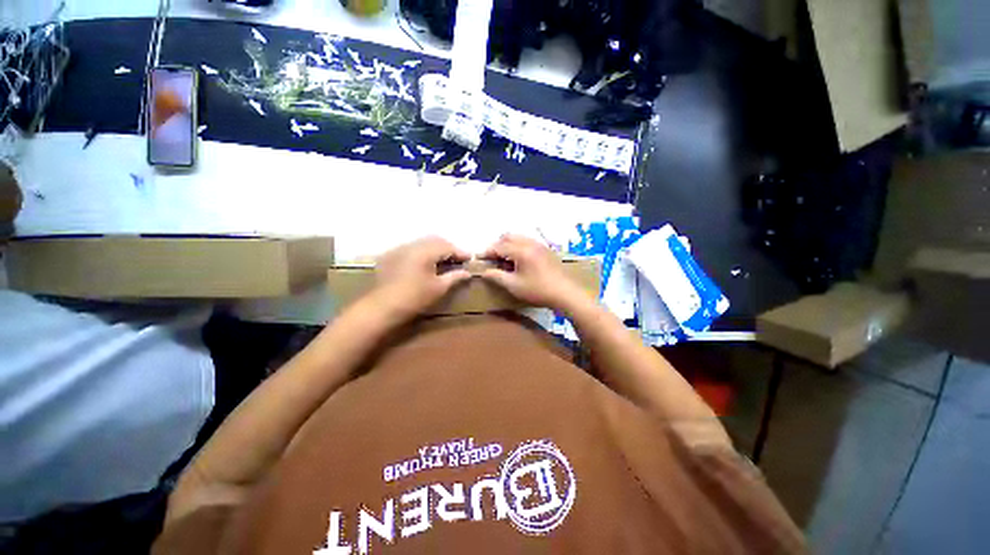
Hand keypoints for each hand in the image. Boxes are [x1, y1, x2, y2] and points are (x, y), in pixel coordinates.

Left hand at [371, 236, 471, 319]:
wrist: (383, 306)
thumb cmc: (415, 297)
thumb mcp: (439, 288)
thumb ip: (454, 276)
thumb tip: (467, 272)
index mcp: (425, 251)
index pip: (448, 246)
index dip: (461, 252)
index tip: (470, 259)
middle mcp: (412, 245)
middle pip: (436, 240)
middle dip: (449, 248)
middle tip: (457, 259)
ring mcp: (400, 248)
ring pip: (423, 242)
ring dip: (436, 248)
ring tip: (443, 260)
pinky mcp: (391, 255)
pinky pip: (411, 247)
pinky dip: (423, 251)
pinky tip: (425, 262)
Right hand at [480, 234, 589, 310]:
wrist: (565, 293)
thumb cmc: (537, 290)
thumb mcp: (514, 286)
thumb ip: (497, 276)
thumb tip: (484, 271)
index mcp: (521, 250)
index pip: (499, 246)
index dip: (487, 251)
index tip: (478, 258)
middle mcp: (529, 243)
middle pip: (508, 237)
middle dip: (497, 245)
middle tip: (492, 258)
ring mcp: (539, 245)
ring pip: (519, 237)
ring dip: (508, 244)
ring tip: (505, 259)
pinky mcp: (546, 249)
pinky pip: (528, 241)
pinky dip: (519, 246)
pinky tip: (519, 260)